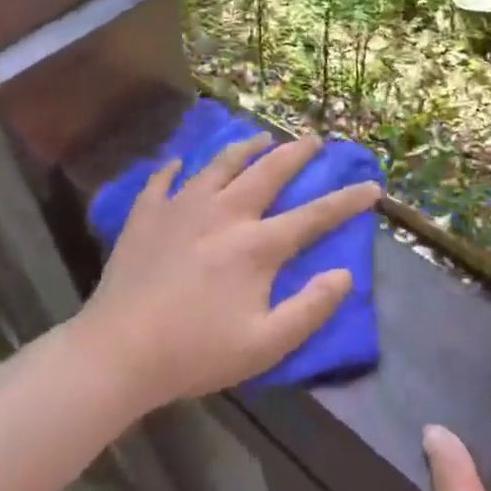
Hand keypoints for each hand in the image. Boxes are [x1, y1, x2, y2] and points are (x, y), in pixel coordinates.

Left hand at [82, 132, 382, 411]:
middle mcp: (224, 213)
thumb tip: (345, 275)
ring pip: (219, 163)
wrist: (119, 351)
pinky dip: (176, 167)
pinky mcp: (146, 215)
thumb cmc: (197, 352)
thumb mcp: (267, 344)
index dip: (347, 200)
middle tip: (313, 140)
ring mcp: (181, 208)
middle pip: (268, 171)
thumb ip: (312, 308)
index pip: (314, 215)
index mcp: (257, 245)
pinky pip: (163, 179)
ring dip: (245, 147)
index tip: (371, 185)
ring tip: (259, 138)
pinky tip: (180, 163)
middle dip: (296, 153)